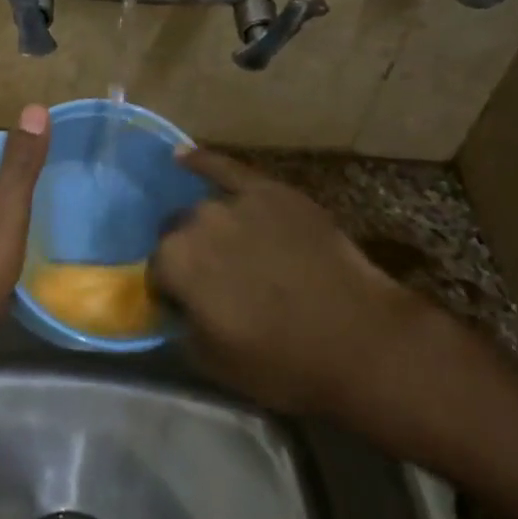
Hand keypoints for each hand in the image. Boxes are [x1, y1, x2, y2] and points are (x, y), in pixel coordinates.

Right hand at [150, 147, 438, 428]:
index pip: (157, 272)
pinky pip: (227, 168)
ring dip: (210, 229)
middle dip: (189, 256)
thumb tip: (177, 309)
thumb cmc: (284, 362)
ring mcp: (235, 201)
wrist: (360, 339)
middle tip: (218, 284)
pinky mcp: (271, 191)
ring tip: (234, 251)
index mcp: (175, 262)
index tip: (189, 309)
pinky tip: (183, 156)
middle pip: (177, 234)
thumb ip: (182, 327)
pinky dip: (203, 162)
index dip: (172, 292)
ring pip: (206, 211)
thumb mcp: (214, 362)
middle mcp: (196, 222)